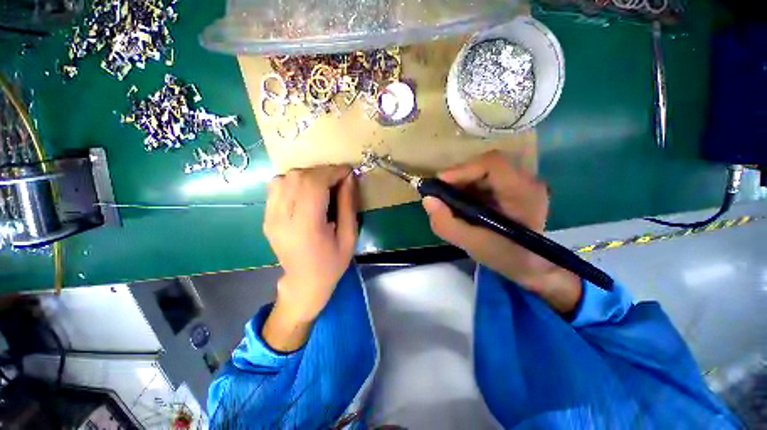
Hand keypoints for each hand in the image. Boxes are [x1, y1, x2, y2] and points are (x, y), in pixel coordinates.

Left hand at [262, 165, 357, 350]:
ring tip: (324, 184)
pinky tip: (308, 191)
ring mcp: (270, 217)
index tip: (348, 172)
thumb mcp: (349, 236)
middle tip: (339, 179)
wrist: (304, 283)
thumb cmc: (332, 264)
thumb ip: (348, 205)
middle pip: (298, 177)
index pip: (314, 185)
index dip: (332, 172)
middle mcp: (282, 219)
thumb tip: (349, 178)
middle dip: (322, 171)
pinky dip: (295, 181)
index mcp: (306, 227)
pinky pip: (277, 186)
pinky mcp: (266, 217)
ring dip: (308, 175)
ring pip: (285, 178)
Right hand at [422, 151, 581, 313]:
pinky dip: (469, 187)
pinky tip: (463, 203)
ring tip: (450, 200)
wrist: (533, 266)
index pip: (493, 163)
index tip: (440, 184)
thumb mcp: (472, 245)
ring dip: (462, 182)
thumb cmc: (507, 257)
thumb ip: (447, 224)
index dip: (463, 169)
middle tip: (441, 194)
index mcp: (522, 192)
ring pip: (484, 170)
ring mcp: (521, 182)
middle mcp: (526, 180)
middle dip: (459, 177)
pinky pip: (486, 178)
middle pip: (485, 164)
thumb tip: (428, 200)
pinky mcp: (514, 187)